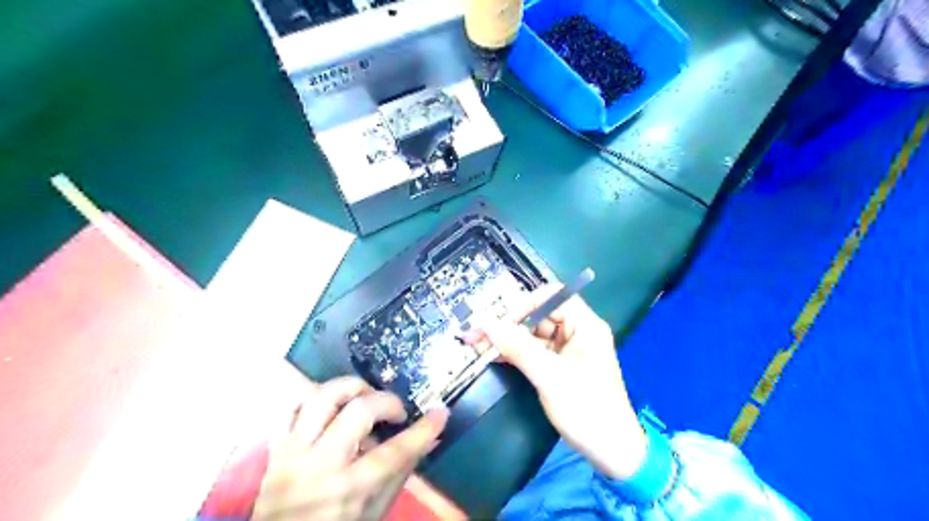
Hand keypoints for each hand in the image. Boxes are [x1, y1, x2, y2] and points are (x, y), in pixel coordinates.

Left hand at [250, 377, 445, 518]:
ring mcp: (292, 454)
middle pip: (358, 411)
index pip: (394, 452)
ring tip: (365, 397)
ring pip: (322, 397)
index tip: (440, 413)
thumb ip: (401, 471)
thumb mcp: (375, 511)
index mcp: (348, 491)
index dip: (423, 430)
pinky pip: (292, 406)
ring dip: (351, 388)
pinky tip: (333, 406)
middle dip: (386, 402)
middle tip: (396, 412)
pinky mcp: (276, 448)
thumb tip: (430, 437)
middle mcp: (318, 466)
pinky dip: (317, 399)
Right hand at [473, 287, 648, 482]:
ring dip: (508, 339)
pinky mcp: (559, 366)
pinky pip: (534, 351)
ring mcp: (567, 350)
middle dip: (510, 323)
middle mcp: (577, 332)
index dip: (525, 304)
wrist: (611, 452)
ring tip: (478, 345)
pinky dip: (515, 353)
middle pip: (539, 315)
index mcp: (585, 325)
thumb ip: (517, 346)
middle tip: (479, 335)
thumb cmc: (587, 409)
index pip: (552, 297)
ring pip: (533, 334)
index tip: (501, 322)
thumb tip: (485, 322)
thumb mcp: (549, 376)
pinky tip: (494, 356)